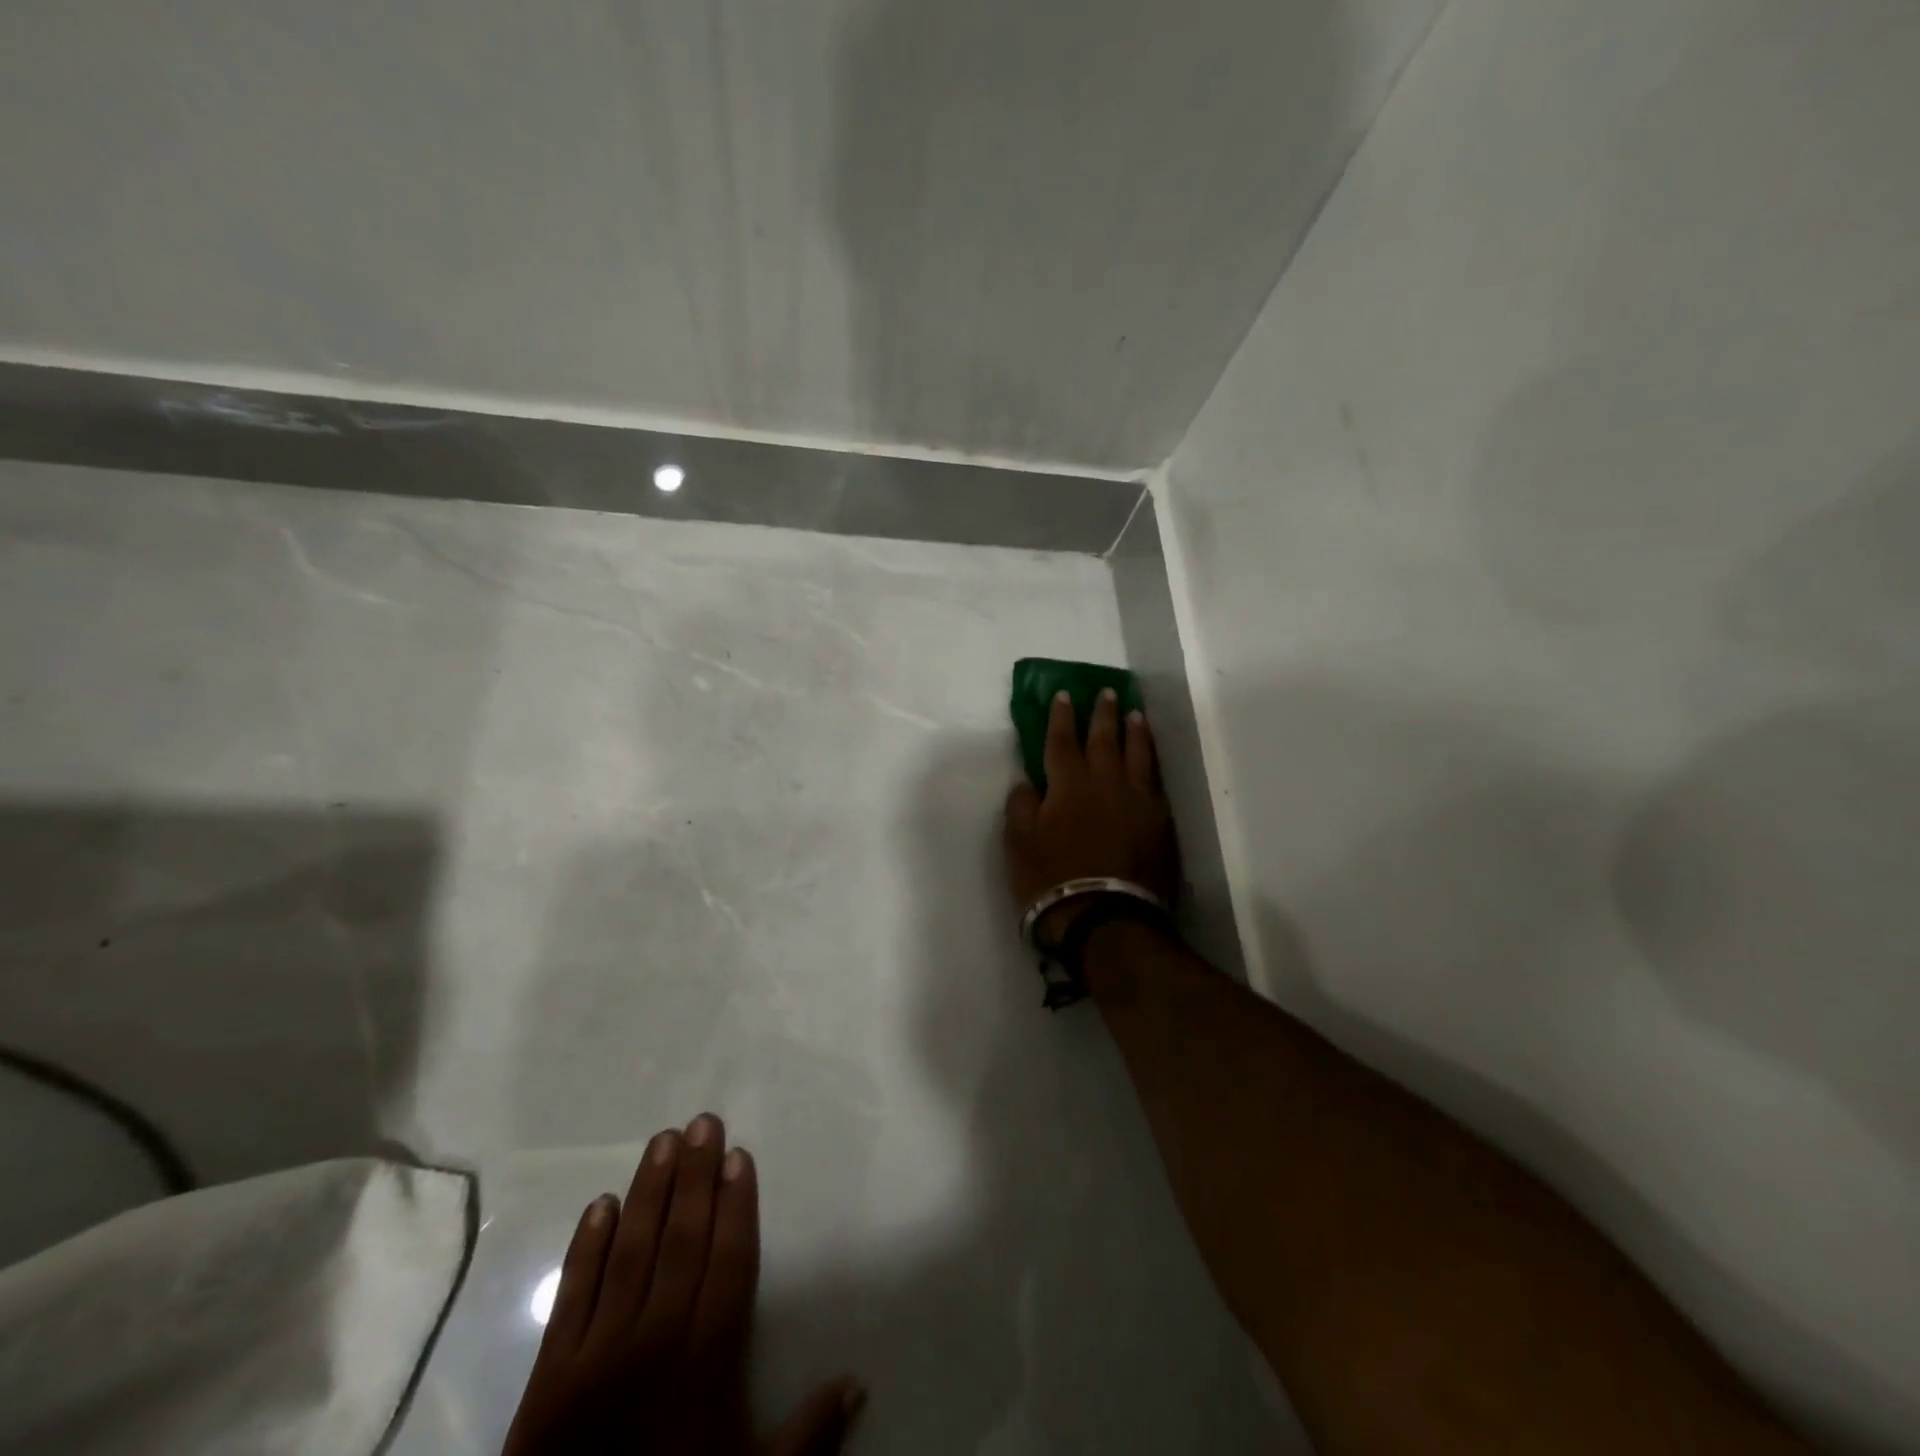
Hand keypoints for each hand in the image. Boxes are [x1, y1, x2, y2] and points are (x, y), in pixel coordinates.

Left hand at [501, 1115, 864, 1455]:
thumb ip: (808, 1435)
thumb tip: (859, 1379)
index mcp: (705, 1362)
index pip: (727, 1262)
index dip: (736, 1206)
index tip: (739, 1156)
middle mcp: (655, 1340)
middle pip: (681, 1241)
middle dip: (695, 1178)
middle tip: (704, 1122)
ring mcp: (599, 1352)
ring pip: (630, 1252)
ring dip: (649, 1192)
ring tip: (663, 1141)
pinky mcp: (551, 1372)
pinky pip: (574, 1294)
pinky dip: (586, 1246)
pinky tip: (600, 1203)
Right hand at [1003, 688, 1179, 947]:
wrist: (1107, 917)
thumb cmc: (1052, 880)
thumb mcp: (1018, 843)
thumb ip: (1021, 805)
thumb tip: (1029, 781)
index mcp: (1068, 784)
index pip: (1062, 741)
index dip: (1061, 717)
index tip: (1064, 695)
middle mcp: (1105, 782)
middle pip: (1104, 739)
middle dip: (1102, 713)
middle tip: (1106, 692)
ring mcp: (1138, 800)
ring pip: (1137, 754)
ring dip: (1134, 731)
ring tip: (1135, 714)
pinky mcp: (1160, 822)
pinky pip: (1155, 780)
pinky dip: (1152, 761)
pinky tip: (1151, 757)